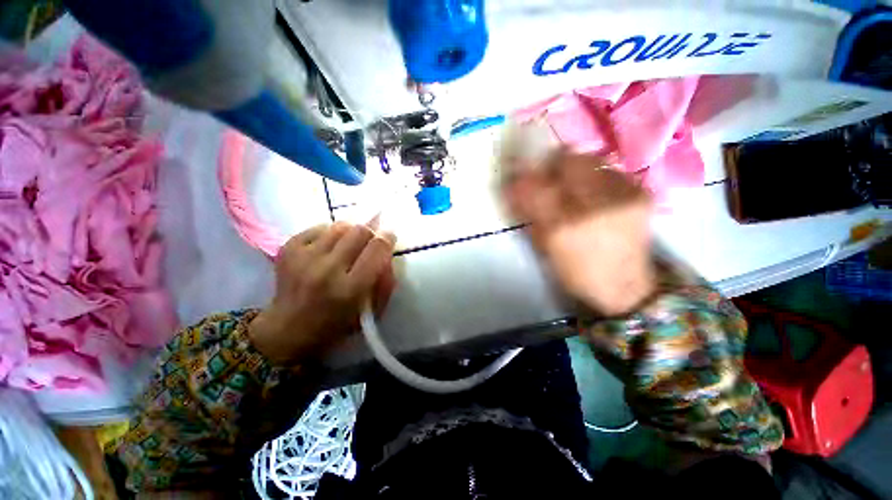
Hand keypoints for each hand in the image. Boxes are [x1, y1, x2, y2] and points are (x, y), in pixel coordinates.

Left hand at [248, 223, 396, 364]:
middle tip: (369, 242)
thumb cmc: (336, 324)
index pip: (376, 249)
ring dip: (350, 233)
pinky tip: (328, 248)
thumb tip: (387, 252)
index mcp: (350, 289)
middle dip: (370, 233)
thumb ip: (385, 281)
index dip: (387, 237)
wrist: (287, 330)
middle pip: (359, 231)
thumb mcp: (370, 311)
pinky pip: (318, 228)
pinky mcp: (288, 250)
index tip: (389, 236)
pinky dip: (329, 234)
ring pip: (339, 226)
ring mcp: (304, 258)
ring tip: (348, 245)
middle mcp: (326, 270)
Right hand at [502, 150, 655, 315]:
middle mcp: (592, 207)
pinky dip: (595, 175)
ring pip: (589, 160)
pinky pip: (609, 170)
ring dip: (573, 168)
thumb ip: (530, 213)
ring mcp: (621, 196)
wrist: (625, 287)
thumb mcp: (544, 247)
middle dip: (550, 164)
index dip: (521, 176)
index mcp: (561, 228)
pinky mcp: (641, 194)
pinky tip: (594, 191)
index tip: (516, 174)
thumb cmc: (575, 273)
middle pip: (566, 160)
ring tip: (571, 183)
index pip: (534, 185)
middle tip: (546, 174)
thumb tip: (517, 187)